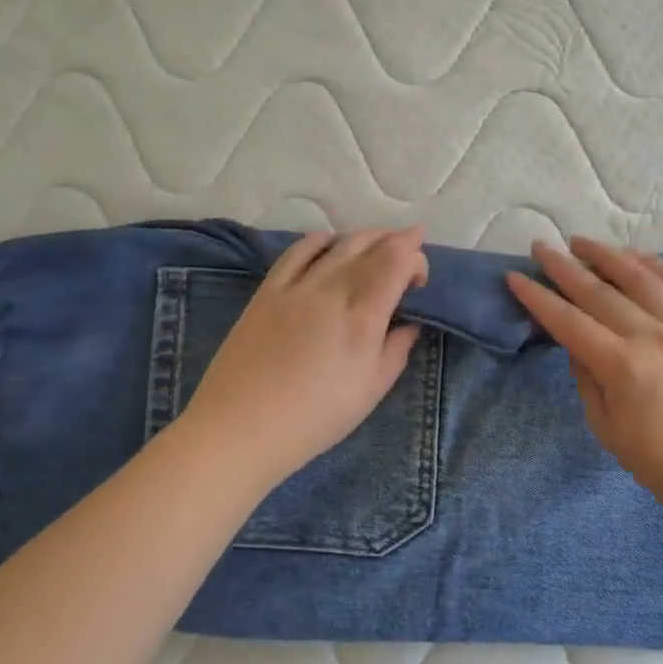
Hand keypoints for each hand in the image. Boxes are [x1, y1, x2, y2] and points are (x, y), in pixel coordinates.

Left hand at [176, 227, 428, 488]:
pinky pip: (297, 251)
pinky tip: (329, 243)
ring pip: (338, 244)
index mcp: (363, 316)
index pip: (397, 262)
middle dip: (397, 239)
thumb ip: (396, 350)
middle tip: (411, 243)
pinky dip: (320, 240)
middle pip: (371, 246)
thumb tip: (410, 323)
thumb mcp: (371, 391)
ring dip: (365, 237)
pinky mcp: (268, 290)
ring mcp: (296, 286)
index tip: (420, 277)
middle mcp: (332, 290)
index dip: (416, 257)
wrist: (241, 426)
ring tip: (378, 241)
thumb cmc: (315, 418)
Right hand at [505, 237, 662, 514]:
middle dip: (564, 267)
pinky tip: (636, 254)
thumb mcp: (607, 429)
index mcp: (622, 366)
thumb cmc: (662, 464)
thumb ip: (587, 380)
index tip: (515, 276)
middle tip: (541, 246)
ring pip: (641, 276)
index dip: (538, 297)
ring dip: (608, 254)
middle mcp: (653, 336)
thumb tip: (578, 345)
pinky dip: (656, 264)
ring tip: (582, 242)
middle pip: (599, 291)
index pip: (568, 321)